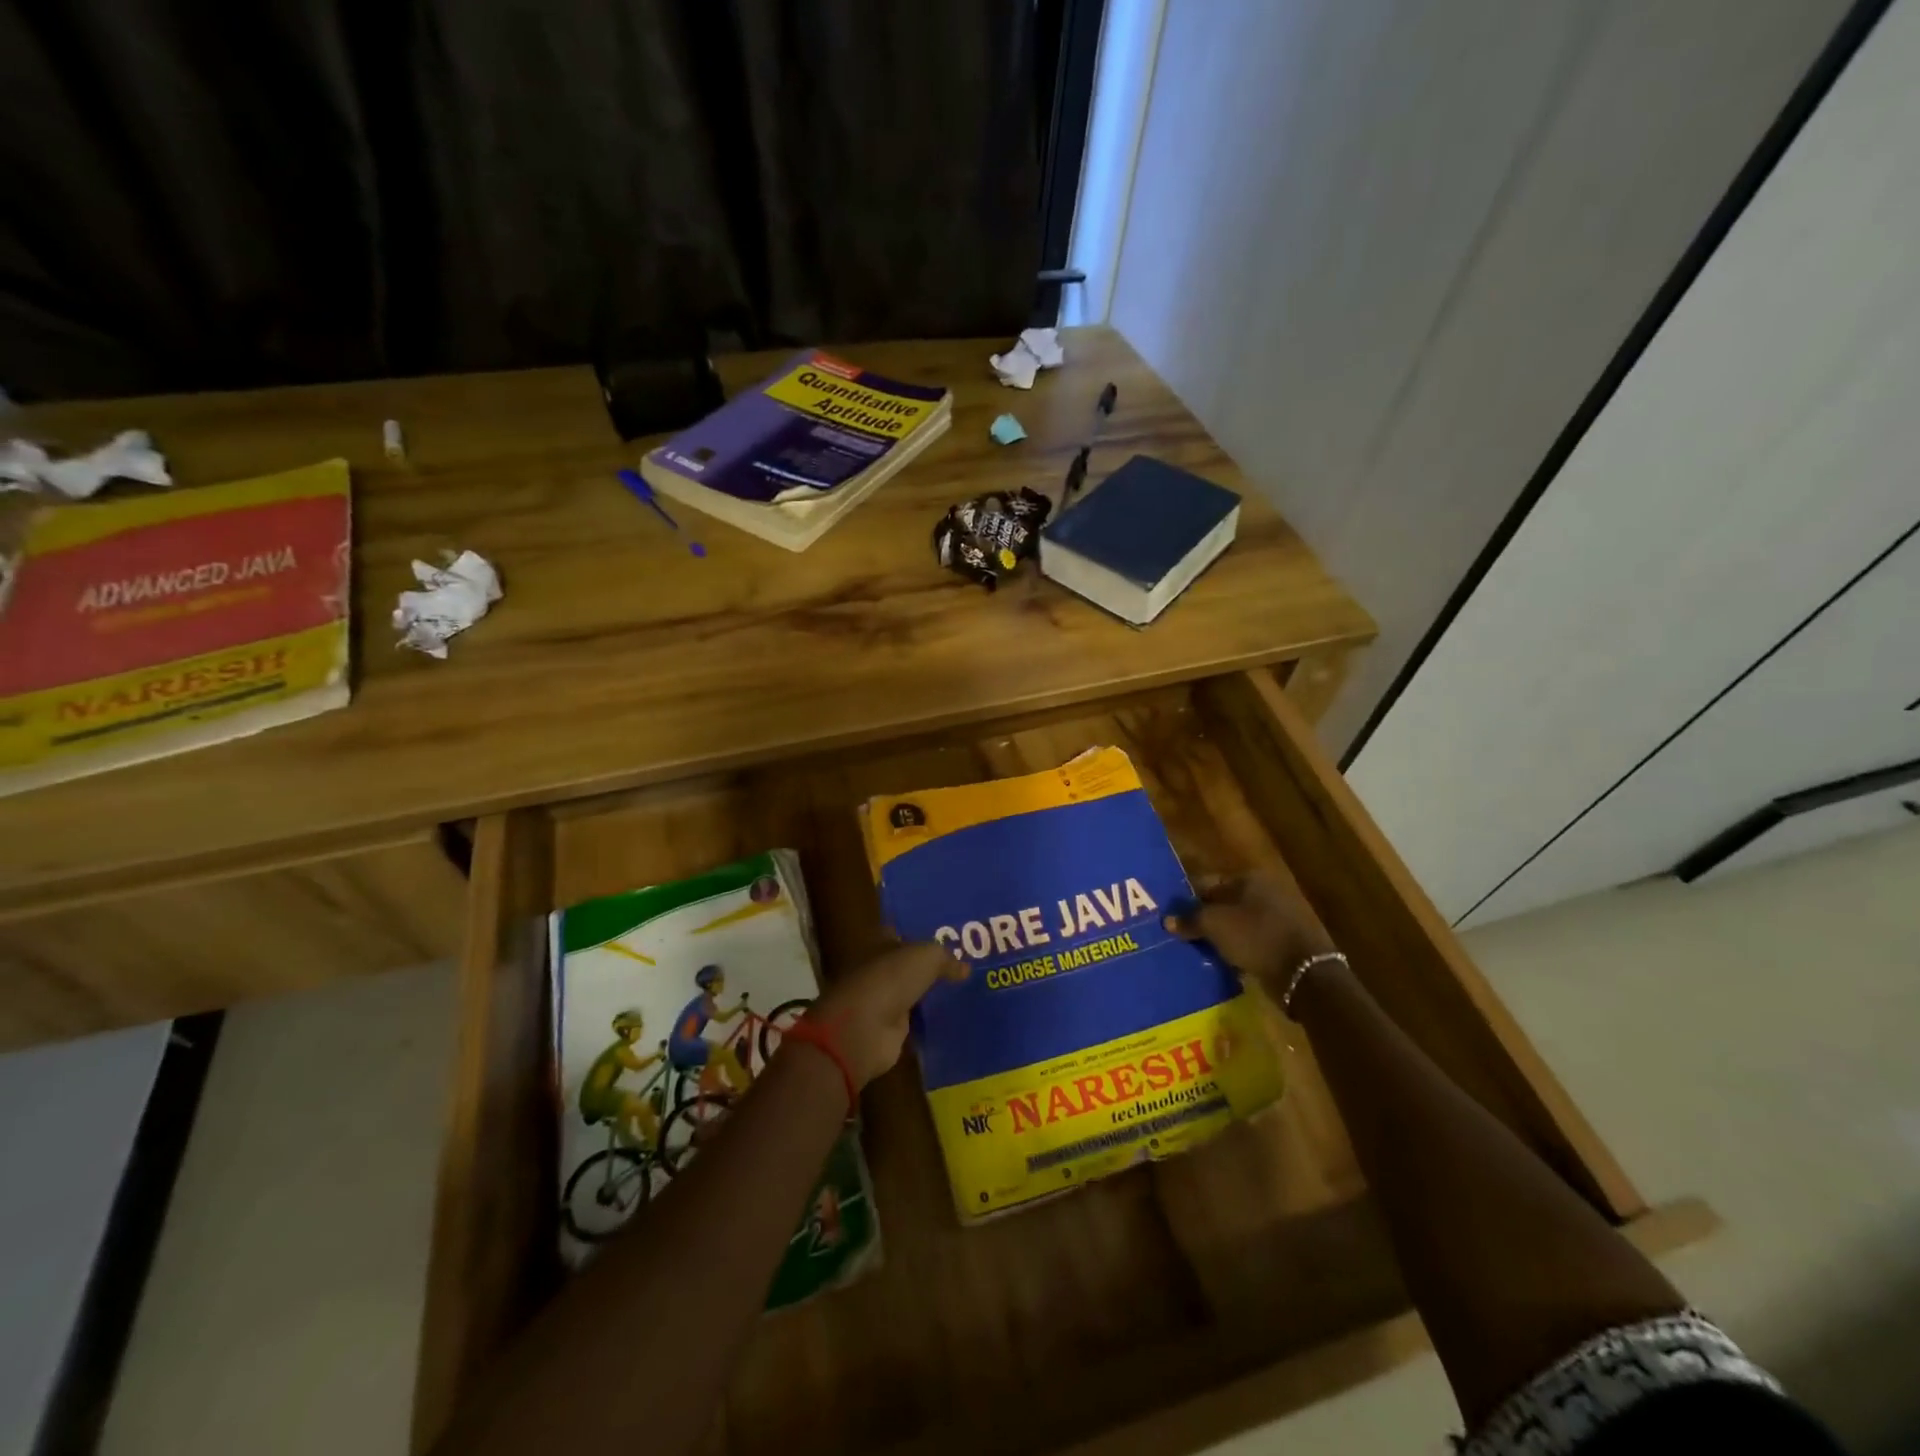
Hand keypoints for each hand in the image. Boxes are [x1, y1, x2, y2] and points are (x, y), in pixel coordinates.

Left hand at [809, 942, 968, 1087]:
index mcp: (879, 945)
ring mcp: (883, 1002)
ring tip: (965, 993)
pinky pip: (915, 1022)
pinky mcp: (890, 1031)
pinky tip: (953, 1020)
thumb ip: (945, 958)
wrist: (864, 1030)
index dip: (922, 935)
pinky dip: (929, 1022)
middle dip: (931, 967)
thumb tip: (965, 968)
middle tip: (966, 967)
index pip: (901, 935)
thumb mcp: (925, 957)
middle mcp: (879, 971)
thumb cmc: (889, 980)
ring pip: (912, 993)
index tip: (950, 938)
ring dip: (931, 995)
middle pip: (908, 966)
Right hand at [1164, 873, 1336, 997]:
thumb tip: (1168, 920)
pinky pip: (1253, 940)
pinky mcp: (1287, 941)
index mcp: (1250, 878)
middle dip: (1205, 917)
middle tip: (1183, 934)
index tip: (1172, 916)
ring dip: (1222, 934)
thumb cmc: (1256, 937)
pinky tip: (1224, 960)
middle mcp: (1267, 891)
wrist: (1305, 974)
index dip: (1188, 898)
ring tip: (1200, 949)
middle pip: (1224, 902)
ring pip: (1239, 922)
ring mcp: (1280, 916)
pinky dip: (1239, 947)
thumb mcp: (1215, 925)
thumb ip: (1190, 919)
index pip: (1208, 882)